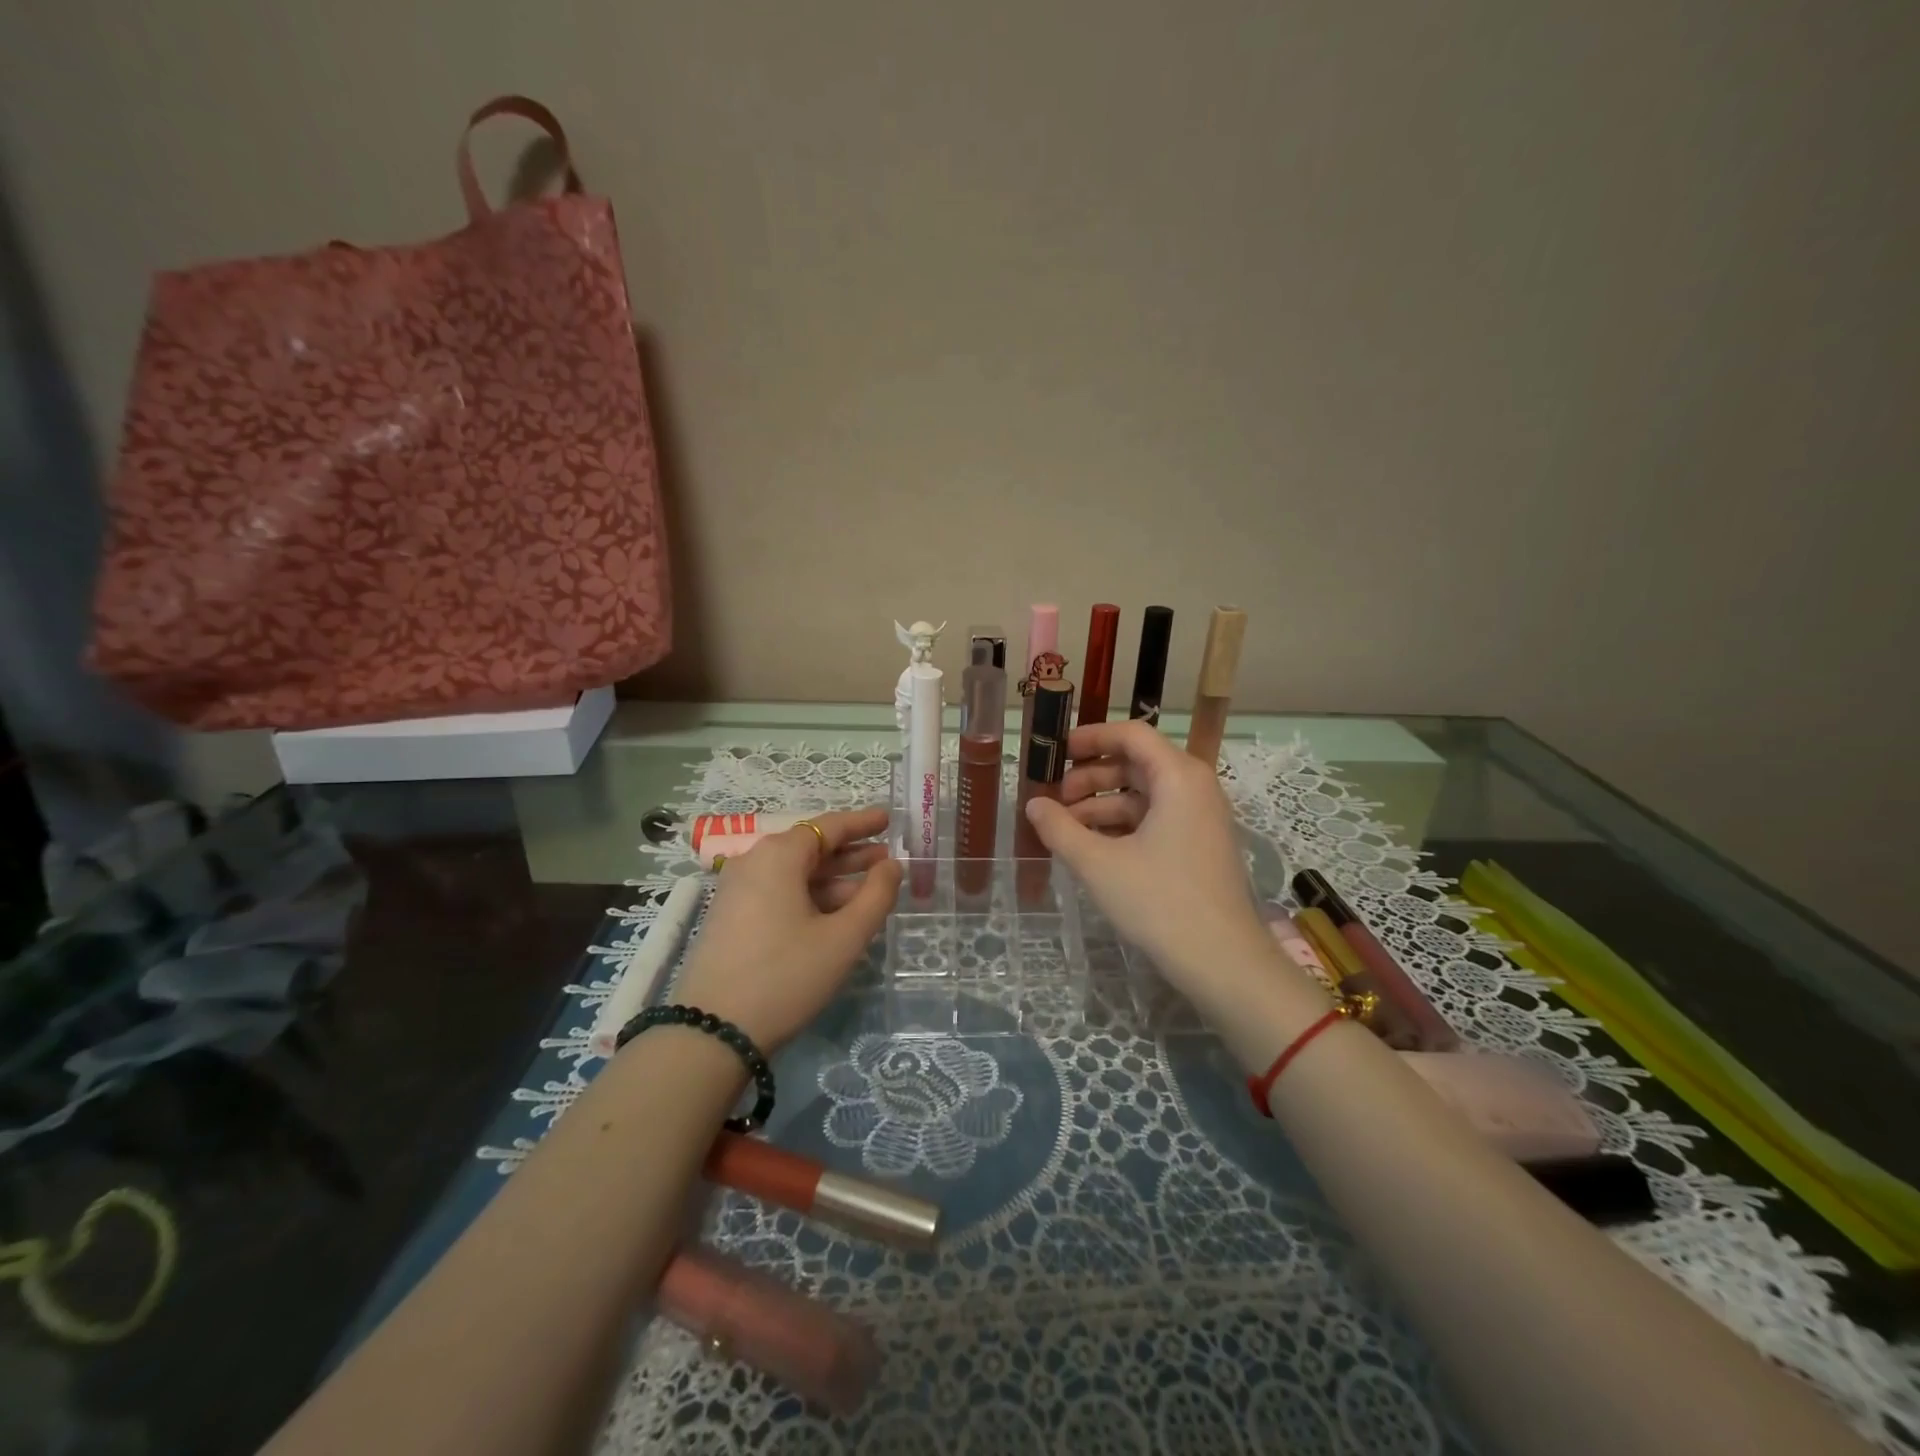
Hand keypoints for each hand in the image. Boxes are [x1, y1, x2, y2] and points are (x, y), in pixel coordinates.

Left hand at [673, 808, 900, 1051]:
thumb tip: (891, 865)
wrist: (712, 1033)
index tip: (889, 819)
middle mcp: (754, 862)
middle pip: (811, 848)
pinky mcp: (731, 917)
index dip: (863, 823)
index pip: (829, 826)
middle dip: (852, 854)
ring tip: (871, 891)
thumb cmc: (786, 975)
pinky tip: (836, 915)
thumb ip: (876, 895)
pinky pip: (779, 893)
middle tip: (889, 860)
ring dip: (834, 880)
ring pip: (795, 874)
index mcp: (779, 856)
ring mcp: (737, 890)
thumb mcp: (844, 938)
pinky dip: (811, 896)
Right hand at [1024, 722, 1302, 1017]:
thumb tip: (1033, 804)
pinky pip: (1156, 820)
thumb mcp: (1099, 864)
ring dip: (1102, 805)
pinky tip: (1093, 849)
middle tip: (1054, 800)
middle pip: (1136, 764)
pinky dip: (1123, 826)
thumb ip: (1060, 829)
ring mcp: (1201, 819)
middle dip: (1090, 777)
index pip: (1131, 734)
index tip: (1056, 751)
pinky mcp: (1200, 846)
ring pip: (1144, 795)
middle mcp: (1195, 788)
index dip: (1091, 737)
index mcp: (1178, 777)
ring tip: (1066, 830)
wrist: (1224, 962)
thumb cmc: (1160, 902)